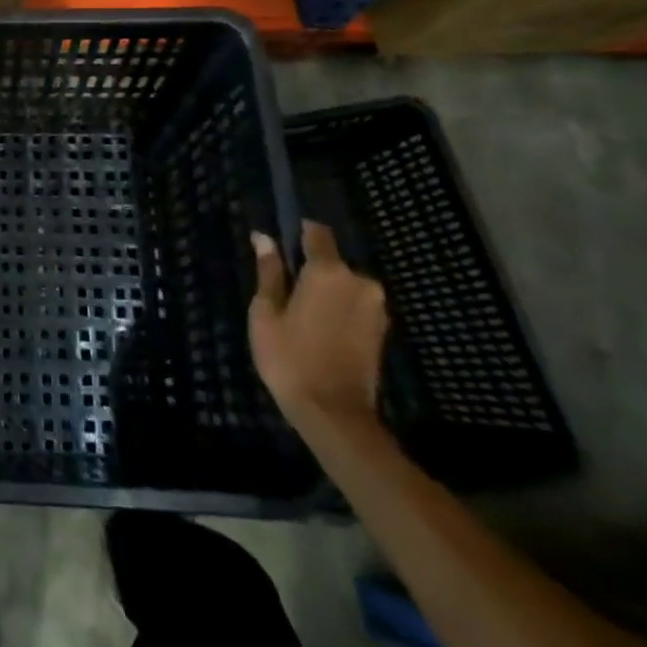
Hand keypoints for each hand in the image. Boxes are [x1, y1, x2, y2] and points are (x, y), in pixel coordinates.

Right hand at [249, 222, 387, 433]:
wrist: (335, 414)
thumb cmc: (290, 358)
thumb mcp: (266, 313)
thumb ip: (269, 272)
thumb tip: (264, 238)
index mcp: (328, 271)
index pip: (316, 232)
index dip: (298, 231)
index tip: (281, 241)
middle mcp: (359, 281)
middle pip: (331, 261)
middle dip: (310, 269)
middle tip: (284, 291)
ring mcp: (376, 306)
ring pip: (344, 285)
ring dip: (326, 291)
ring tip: (300, 316)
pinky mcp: (382, 329)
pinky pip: (355, 305)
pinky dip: (338, 309)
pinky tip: (320, 330)